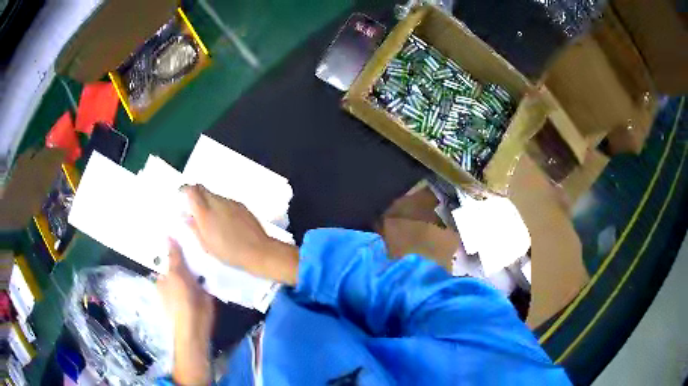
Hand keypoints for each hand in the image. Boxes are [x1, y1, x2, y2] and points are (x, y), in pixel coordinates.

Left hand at [157, 239, 213, 384]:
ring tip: (210, 256)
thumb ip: (174, 256)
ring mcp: (186, 294)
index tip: (188, 239)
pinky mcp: (200, 300)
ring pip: (193, 275)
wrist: (195, 328)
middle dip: (190, 259)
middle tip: (202, 246)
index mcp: (163, 279)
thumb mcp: (176, 275)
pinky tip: (213, 273)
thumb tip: (167, 235)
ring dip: (200, 268)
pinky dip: (207, 278)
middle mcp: (172, 286)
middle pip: (182, 267)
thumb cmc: (182, 301)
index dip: (178, 250)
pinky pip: (203, 283)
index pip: (170, 260)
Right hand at [182, 184, 298, 284]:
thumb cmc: (229, 252)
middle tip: (194, 207)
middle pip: (203, 189)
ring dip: (209, 201)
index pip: (192, 190)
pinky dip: (221, 206)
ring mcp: (230, 202)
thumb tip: (185, 216)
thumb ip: (194, 228)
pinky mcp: (241, 205)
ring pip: (215, 195)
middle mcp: (217, 202)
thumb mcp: (206, 244)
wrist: (258, 251)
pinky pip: (226, 201)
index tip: (181, 194)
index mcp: (205, 212)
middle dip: (196, 194)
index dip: (185, 189)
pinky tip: (225, 221)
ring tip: (210, 218)